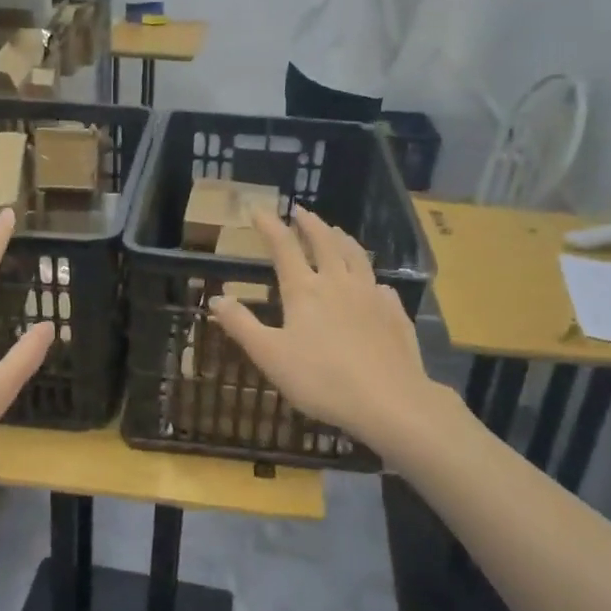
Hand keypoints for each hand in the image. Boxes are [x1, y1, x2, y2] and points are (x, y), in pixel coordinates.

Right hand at [207, 209, 451, 460]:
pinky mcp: (394, 314)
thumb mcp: (269, 356)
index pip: (284, 247)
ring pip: (356, 256)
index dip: (270, 226)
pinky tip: (374, 284)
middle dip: (310, 224)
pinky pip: (381, 286)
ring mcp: (371, 295)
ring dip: (342, 239)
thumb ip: (241, 325)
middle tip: (301, 211)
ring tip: (336, 231)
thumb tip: (215, 298)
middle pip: (324, 242)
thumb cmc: (321, 379)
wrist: (388, 400)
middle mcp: (338, 282)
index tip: (258, 210)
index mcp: (304, 290)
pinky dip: (372, 277)